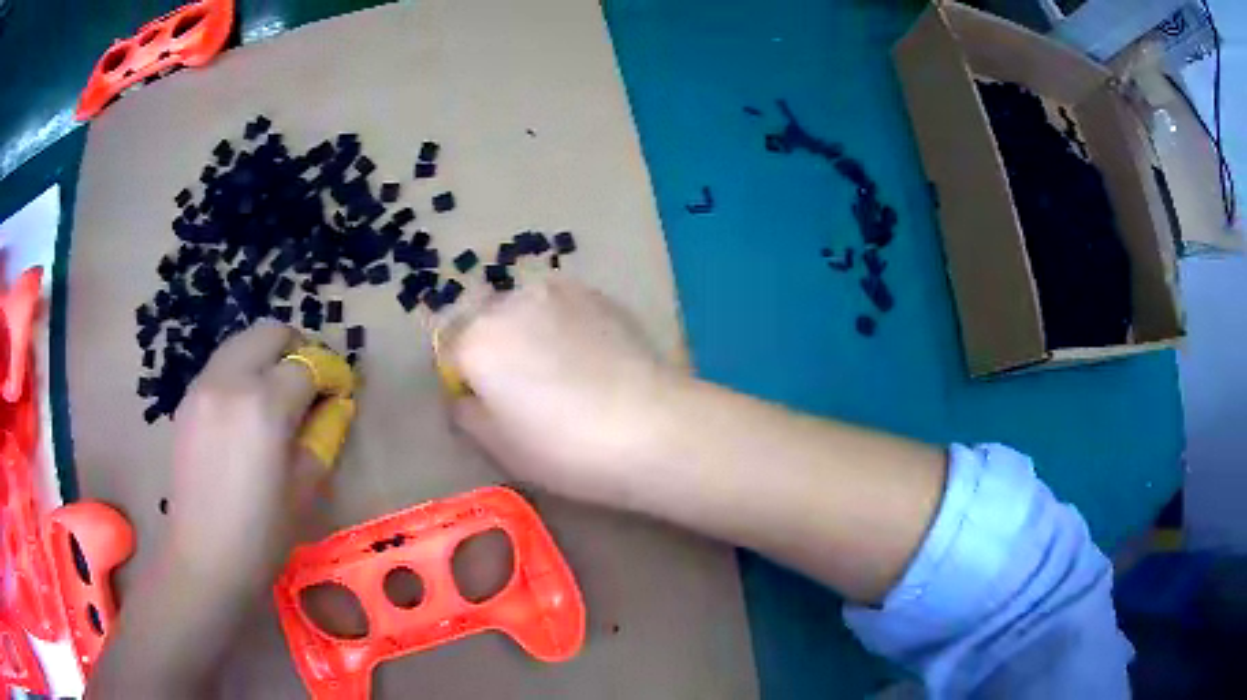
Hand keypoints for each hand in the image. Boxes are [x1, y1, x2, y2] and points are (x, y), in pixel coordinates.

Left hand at [165, 321, 323, 592]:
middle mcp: (230, 381)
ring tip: (277, 395)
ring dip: (266, 357)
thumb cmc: (262, 534)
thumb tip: (335, 404)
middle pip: (270, 333)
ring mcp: (203, 386)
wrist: (204, 558)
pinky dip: (241, 372)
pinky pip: (221, 367)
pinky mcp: (187, 400)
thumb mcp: (305, 488)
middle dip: (297, 348)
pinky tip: (245, 412)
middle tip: (310, 383)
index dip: (331, 374)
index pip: (307, 364)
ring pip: (242, 343)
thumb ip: (323, 435)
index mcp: (265, 405)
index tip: (341, 391)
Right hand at [448, 279, 679, 503]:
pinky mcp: (598, 294)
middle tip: (519, 386)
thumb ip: (465, 413)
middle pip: (482, 321)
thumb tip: (466, 395)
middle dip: (489, 347)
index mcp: (476, 339)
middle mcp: (510, 302)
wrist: (649, 427)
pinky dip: (561, 323)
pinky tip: (587, 356)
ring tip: (558, 367)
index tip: (484, 404)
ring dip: (524, 329)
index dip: (460, 379)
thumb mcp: (497, 446)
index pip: (446, 351)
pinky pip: (561, 306)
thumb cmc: (563, 447)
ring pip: (522, 307)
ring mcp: (557, 291)